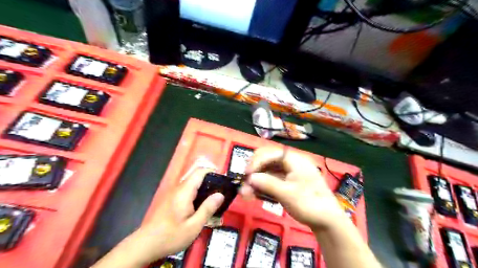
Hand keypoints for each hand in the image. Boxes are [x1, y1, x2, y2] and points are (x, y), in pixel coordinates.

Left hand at [127, 168, 225, 263]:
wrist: (146, 244)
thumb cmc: (171, 235)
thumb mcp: (194, 226)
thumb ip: (207, 209)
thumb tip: (220, 194)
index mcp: (185, 191)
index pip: (199, 172)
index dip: (212, 171)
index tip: (223, 179)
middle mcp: (178, 188)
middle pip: (196, 176)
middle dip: (210, 179)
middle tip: (221, 191)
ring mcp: (173, 193)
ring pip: (191, 183)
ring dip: (203, 186)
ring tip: (214, 198)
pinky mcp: (171, 199)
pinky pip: (187, 190)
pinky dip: (197, 192)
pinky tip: (201, 204)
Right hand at [241, 148, 345, 230]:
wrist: (327, 221)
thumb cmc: (309, 204)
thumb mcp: (287, 194)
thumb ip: (267, 184)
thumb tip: (249, 178)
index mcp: (294, 159)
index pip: (270, 153)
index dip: (256, 162)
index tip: (246, 175)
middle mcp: (290, 162)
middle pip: (267, 160)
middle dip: (254, 171)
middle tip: (245, 184)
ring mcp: (288, 172)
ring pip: (267, 171)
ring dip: (256, 181)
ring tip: (246, 194)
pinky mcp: (287, 182)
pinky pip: (271, 179)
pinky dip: (262, 186)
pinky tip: (254, 194)